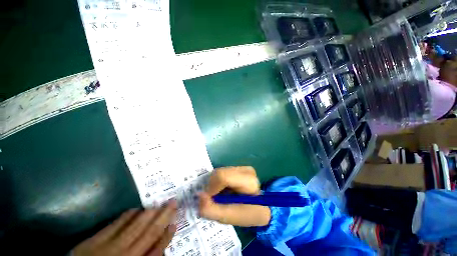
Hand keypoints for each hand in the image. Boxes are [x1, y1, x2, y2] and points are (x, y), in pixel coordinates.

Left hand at [73, 201, 176, 255]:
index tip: (175, 223)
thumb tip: (158, 250)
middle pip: (148, 233)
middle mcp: (124, 255)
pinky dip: (126, 217)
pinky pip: (114, 225)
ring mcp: (108, 246)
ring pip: (134, 227)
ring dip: (149, 214)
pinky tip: (135, 209)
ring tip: (160, 203)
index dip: (166, 236)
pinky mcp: (94, 240)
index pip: (155, 250)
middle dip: (163, 217)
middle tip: (173, 202)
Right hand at [198, 166, 270, 226]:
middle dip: (213, 186)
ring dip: (215, 184)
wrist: (259, 207)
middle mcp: (246, 170)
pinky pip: (222, 171)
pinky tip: (225, 189)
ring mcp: (243, 167)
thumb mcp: (228, 217)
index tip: (210, 199)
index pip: (223, 177)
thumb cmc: (246, 214)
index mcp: (248, 182)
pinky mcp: (239, 167)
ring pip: (219, 171)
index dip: (212, 188)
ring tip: (222, 195)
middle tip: (216, 199)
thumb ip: (211, 209)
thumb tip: (199, 195)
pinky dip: (219, 182)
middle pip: (219, 173)